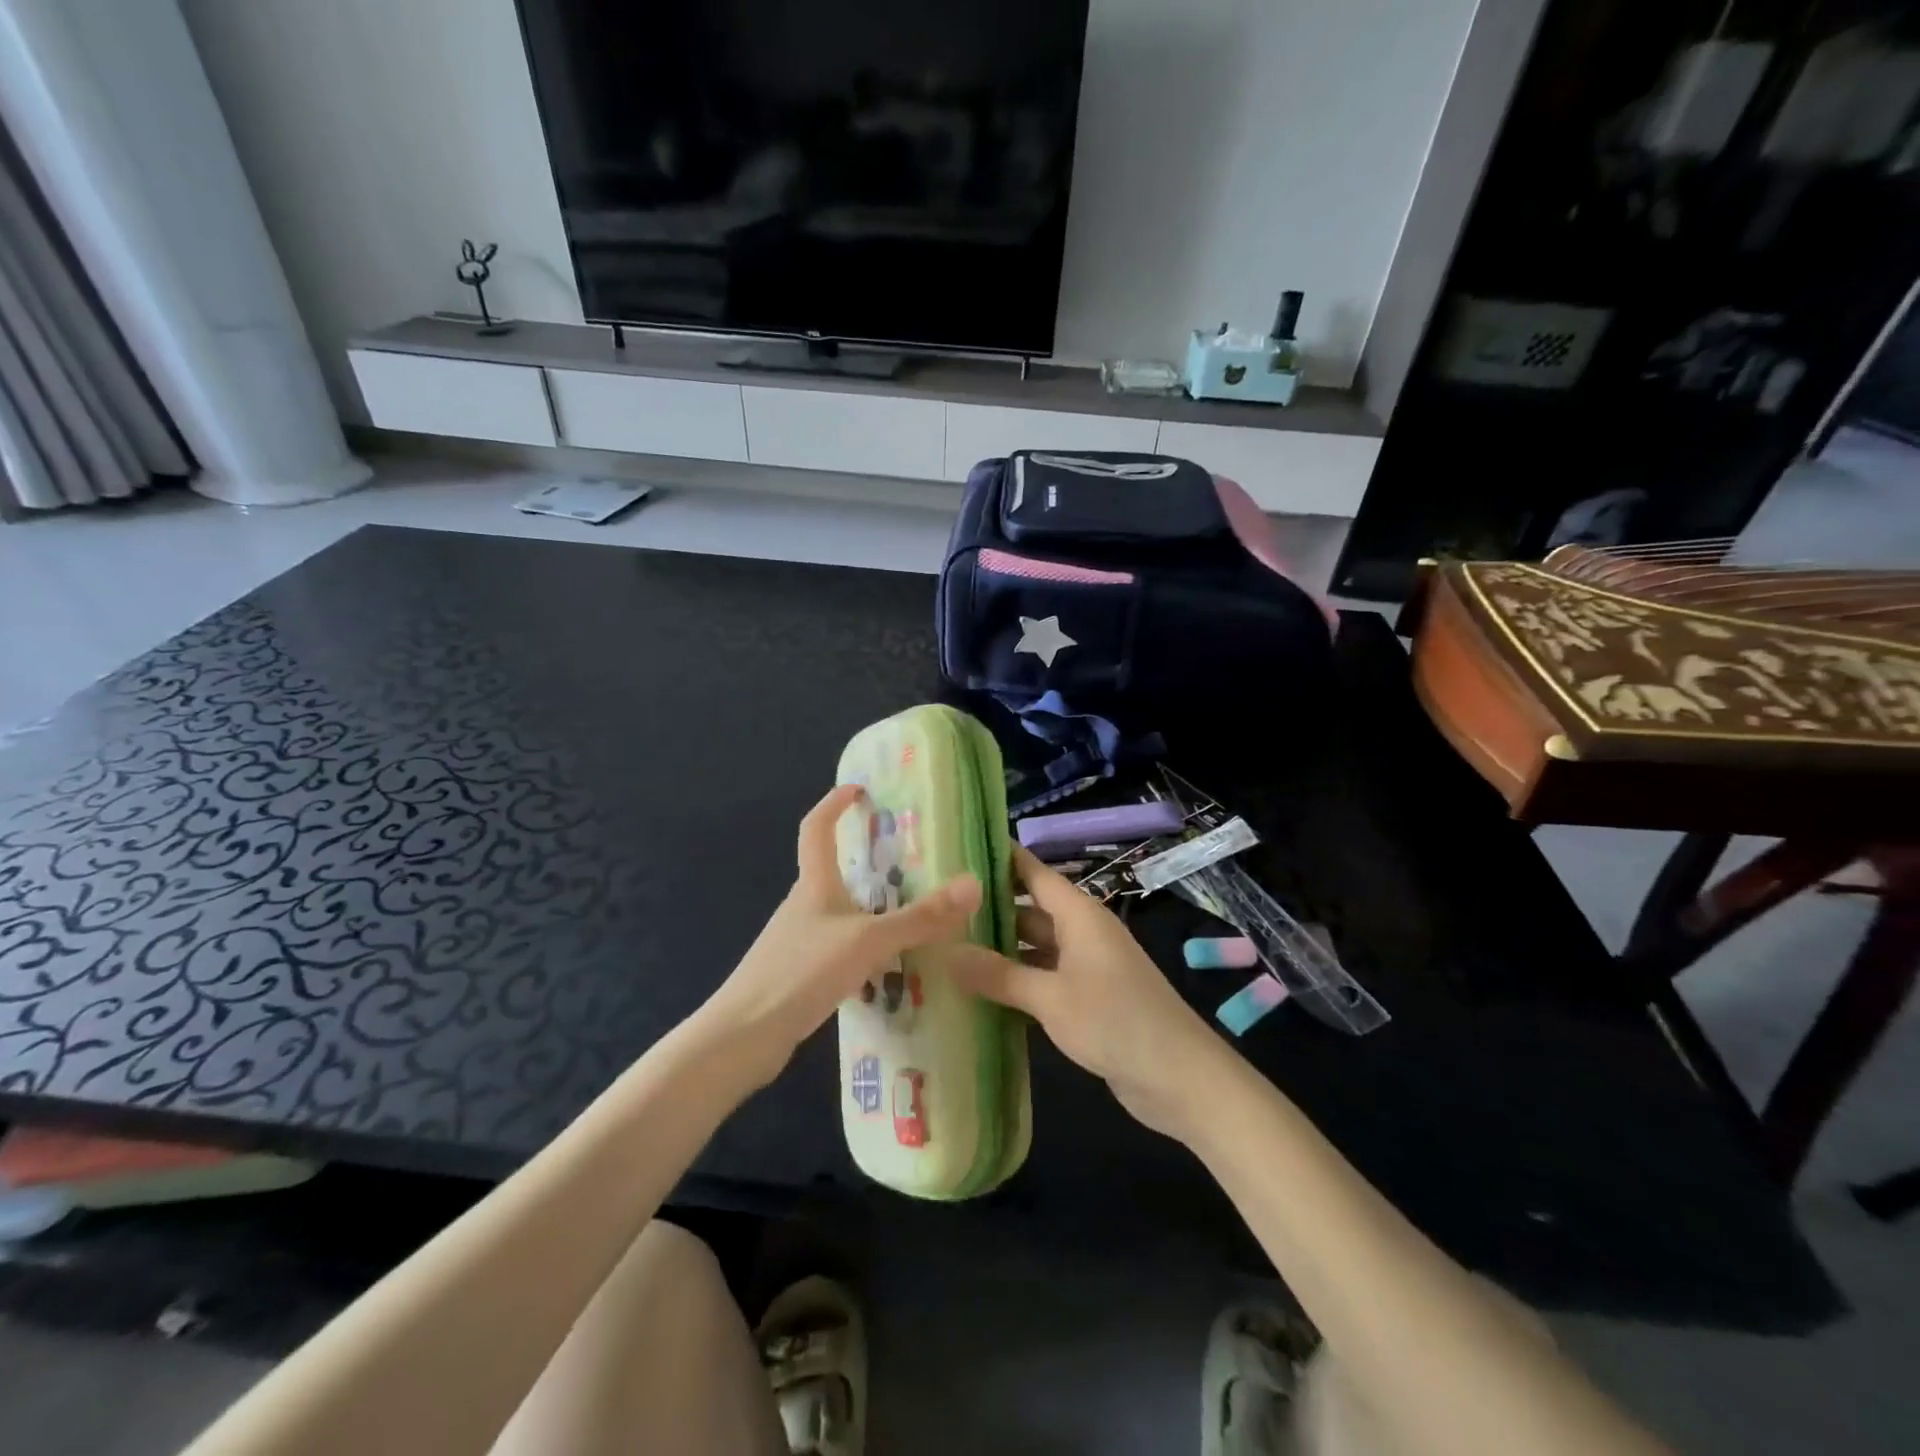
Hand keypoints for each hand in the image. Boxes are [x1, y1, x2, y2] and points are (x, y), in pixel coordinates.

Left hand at [702, 784, 981, 1085]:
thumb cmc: (802, 972)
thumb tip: (973, 884)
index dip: (833, 804)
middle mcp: (803, 906)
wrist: (744, 1037)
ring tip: (911, 914)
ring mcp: (798, 941)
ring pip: (839, 912)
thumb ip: (920, 917)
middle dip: (865, 860)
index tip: (858, 789)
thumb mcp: (868, 940)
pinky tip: (887, 968)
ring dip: (869, 907)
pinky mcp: (799, 974)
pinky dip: (863, 946)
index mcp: (813, 885)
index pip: (816, 828)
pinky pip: (839, 947)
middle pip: (832, 871)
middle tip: (910, 860)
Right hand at [933, 846, 1226, 1139]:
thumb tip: (945, 952)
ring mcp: (1086, 966)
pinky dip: (1017, 980)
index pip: (1033, 872)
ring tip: (948, 948)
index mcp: (1079, 915)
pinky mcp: (1087, 998)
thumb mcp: (1051, 998)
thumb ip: (999, 975)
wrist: (1179, 1077)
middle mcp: (1082, 932)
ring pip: (1034, 946)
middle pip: (1029, 909)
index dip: (1000, 858)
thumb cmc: (1115, 1021)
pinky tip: (981, 991)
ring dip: (1000, 949)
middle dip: (989, 909)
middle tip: (937, 909)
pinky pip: (1044, 977)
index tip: (957, 849)